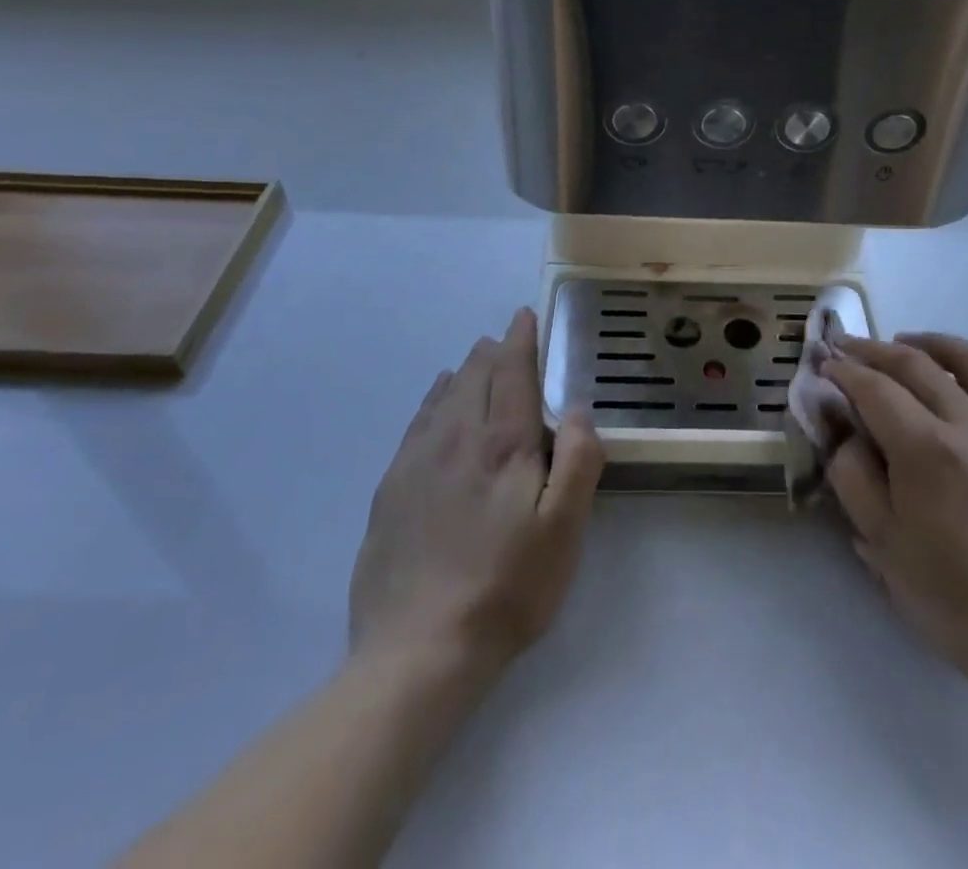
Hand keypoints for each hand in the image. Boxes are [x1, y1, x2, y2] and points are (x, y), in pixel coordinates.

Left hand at [349, 307, 603, 677]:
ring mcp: (417, 461)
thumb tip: (577, 408)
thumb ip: (577, 461)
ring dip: (465, 371)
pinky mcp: (391, 488)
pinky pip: (416, 423)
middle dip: (494, 351)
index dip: (521, 339)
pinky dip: (433, 399)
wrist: (417, 652)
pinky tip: (436, 402)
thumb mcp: (563, 532)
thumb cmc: (506, 589)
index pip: (512, 372)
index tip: (525, 315)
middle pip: (476, 376)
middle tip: (507, 340)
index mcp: (502, 444)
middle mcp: (457, 438)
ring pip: (443, 395)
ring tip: (477, 362)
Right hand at [822, 332, 967, 723]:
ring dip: (927, 342)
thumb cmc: (952, 598)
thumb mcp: (881, 542)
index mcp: (928, 449)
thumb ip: (852, 474)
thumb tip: (843, 430)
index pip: (874, 388)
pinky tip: (953, 381)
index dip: (843, 371)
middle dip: (872, 349)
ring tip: (901, 343)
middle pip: (915, 362)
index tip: (822, 363)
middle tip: (844, 346)